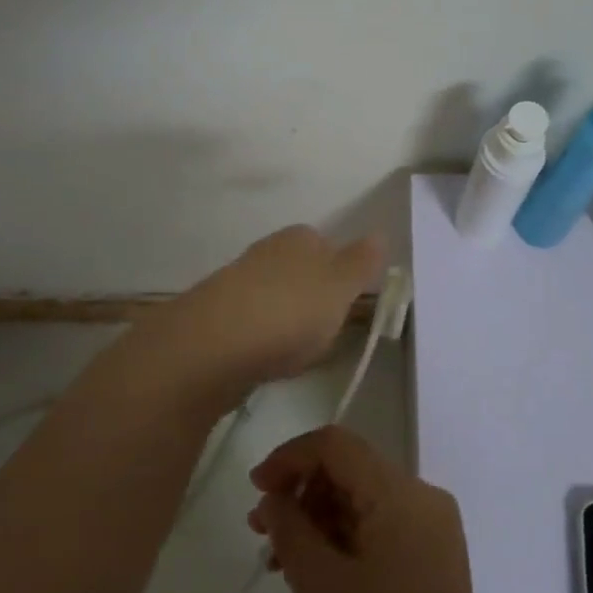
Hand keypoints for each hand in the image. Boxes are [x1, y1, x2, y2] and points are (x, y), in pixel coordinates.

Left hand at [138, 226, 383, 401]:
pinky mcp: (216, 316)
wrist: (213, 346)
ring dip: (286, 316)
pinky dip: (263, 336)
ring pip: (273, 294)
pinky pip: (251, 321)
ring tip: (298, 349)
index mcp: (298, 238)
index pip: (325, 243)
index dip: (339, 270)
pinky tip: (267, 358)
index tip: (348, 302)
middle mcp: (266, 252)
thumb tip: (379, 234)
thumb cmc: (290, 311)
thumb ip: (361, 262)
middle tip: (327, 328)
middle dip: (311, 293)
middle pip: (297, 268)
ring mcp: (237, 282)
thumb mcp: (340, 287)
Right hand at [249, 427, 514, 592]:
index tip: (255, 490)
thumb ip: (290, 527)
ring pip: (363, 501)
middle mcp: (423, 500)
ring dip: (318, 519)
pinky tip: (314, 575)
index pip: (337, 445)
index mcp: (401, 494)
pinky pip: (380, 531)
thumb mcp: (319, 586)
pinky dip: (343, 541)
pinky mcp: (433, 564)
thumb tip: (274, 496)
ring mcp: (433, 534)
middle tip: (260, 531)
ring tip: (280, 560)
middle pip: (352, 470)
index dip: (290, 457)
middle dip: (302, 491)